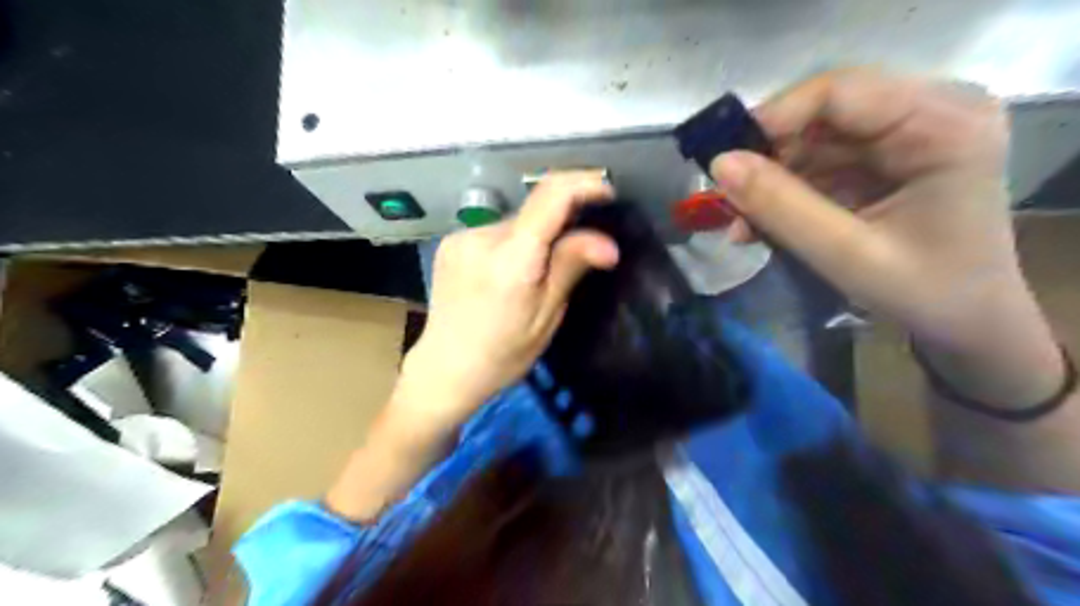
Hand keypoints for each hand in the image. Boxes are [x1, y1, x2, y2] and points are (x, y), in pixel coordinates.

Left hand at [394, 174, 614, 431]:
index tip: (607, 192)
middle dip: (561, 224)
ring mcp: (461, 237)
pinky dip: (513, 243)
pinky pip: (494, 232)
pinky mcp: (451, 243)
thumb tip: (609, 243)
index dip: (583, 184)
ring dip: (535, 236)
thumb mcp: (546, 316)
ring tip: (536, 274)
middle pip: (534, 211)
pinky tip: (508, 274)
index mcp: (511, 259)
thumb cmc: (503, 354)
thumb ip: (570, 267)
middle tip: (577, 253)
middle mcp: (481, 237)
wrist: (445, 368)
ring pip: (515, 222)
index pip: (551, 196)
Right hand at [715, 66, 1060, 406]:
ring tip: (741, 224)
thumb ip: (782, 207)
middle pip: (823, 115)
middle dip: (768, 159)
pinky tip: (760, 225)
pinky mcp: (885, 161)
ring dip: (771, 183)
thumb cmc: (926, 293)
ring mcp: (906, 136)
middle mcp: (929, 112)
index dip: (773, 118)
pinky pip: (819, 165)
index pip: (840, 91)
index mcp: (944, 123)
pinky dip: (786, 195)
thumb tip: (718, 165)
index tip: (723, 160)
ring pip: (813, 142)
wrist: (968, 324)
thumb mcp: (847, 254)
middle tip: (726, 199)